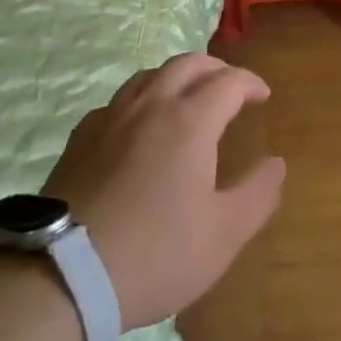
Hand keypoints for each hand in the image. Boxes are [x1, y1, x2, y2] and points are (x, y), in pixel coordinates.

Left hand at [40, 53, 284, 329]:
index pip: (228, 81)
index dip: (250, 83)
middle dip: (216, 69)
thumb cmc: (155, 254)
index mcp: (189, 121)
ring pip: (149, 75)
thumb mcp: (223, 234)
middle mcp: (149, 106)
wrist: (63, 276)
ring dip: (177, 77)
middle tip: (231, 88)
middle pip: (187, 64)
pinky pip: (118, 101)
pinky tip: (140, 126)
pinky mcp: (80, 138)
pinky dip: (142, 99)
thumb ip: (258, 194)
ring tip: (188, 98)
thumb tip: (276, 163)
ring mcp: (109, 118)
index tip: (263, 97)